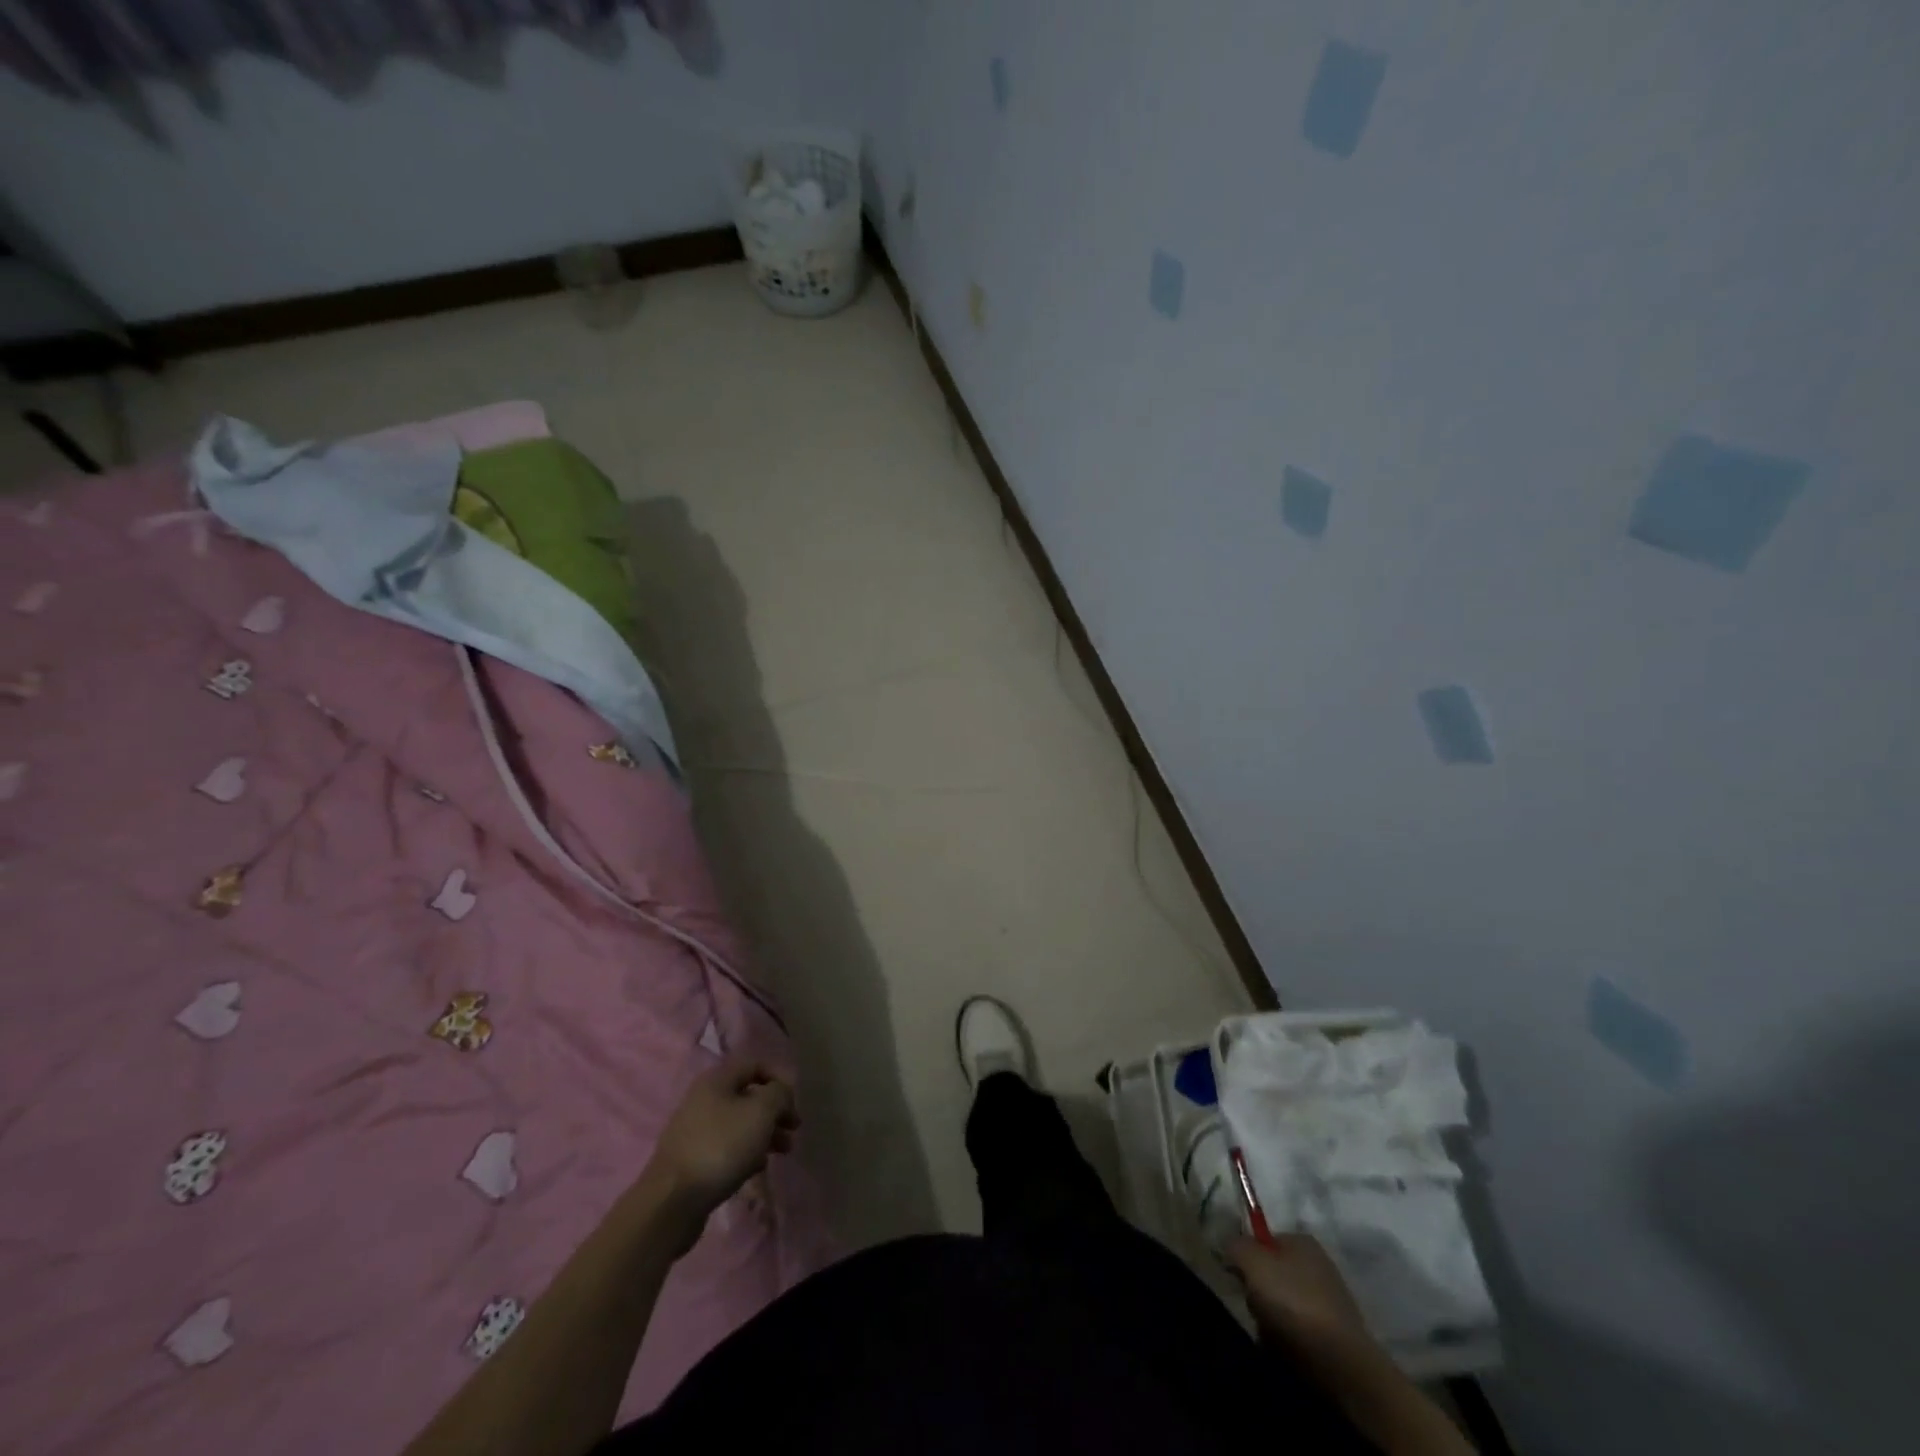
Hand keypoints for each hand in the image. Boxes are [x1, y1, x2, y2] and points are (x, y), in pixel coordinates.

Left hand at [647, 1059, 798, 1214]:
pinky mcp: (691, 1159)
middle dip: (775, 1111)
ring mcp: (694, 1130)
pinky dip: (746, 1153)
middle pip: (748, 1096)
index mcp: (716, 1080)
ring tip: (783, 1152)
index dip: (779, 1078)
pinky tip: (757, 1168)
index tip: (794, 1103)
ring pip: (738, 1123)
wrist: (672, 1201)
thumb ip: (779, 1094)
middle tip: (794, 1130)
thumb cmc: (721, 1147)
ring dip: (764, 1133)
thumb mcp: (761, 1112)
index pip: (755, 1064)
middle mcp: (703, 1098)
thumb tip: (780, 1093)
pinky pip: (726, 1147)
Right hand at [1227, 1232, 1377, 1365]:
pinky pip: (1300, 1329)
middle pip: (1272, 1272)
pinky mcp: (1337, 1334)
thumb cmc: (1294, 1303)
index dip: (1246, 1257)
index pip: (1262, 1240)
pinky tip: (1288, 1350)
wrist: (1343, 1365)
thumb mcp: (1253, 1263)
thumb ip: (1235, 1246)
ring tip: (1271, 1334)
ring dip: (1271, 1317)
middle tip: (1255, 1307)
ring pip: (1284, 1302)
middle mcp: (1319, 1263)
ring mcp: (1331, 1300)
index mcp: (1302, 1240)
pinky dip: (1290, 1338)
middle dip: (1259, 1291)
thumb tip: (1230, 1247)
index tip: (1239, 1278)